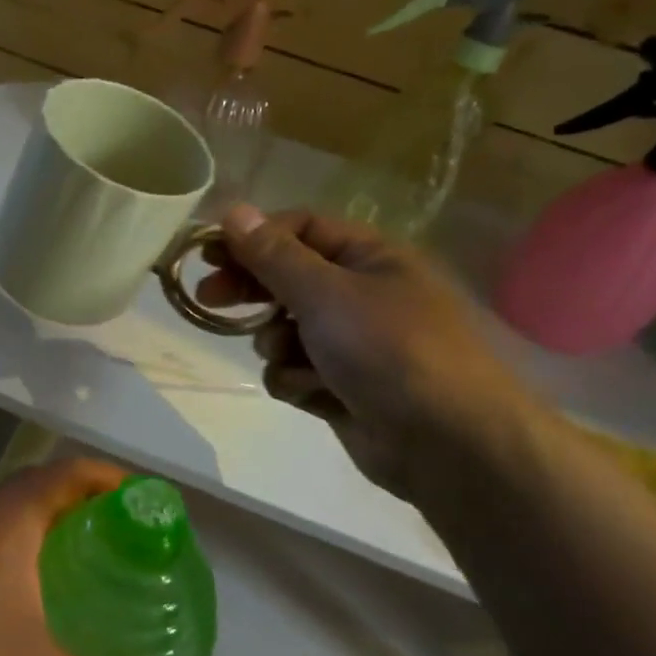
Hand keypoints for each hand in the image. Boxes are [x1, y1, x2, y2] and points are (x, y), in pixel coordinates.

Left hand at [0, 459, 162, 655]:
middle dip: (93, 516)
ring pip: (20, 530)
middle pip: (49, 495)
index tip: (152, 510)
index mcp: (13, 515)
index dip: (116, 481)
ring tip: (99, 587)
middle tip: (134, 555)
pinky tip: (44, 625)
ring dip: (58, 546)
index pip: (74, 471)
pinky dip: (30, 576)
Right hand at [199, 203, 532, 499]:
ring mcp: (350, 343)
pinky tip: (315, 393)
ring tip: (291, 356)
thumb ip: (274, 255)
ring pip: (284, 330)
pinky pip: (295, 371)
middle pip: (286, 278)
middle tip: (208, 298)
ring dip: (278, 343)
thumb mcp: (326, 293)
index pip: (299, 229)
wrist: (447, 444)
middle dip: (251, 290)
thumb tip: (234, 211)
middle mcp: (359, 294)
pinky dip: (297, 381)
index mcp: (368, 257)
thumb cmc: (390, 350)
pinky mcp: (340, 386)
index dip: (252, 237)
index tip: (208, 253)